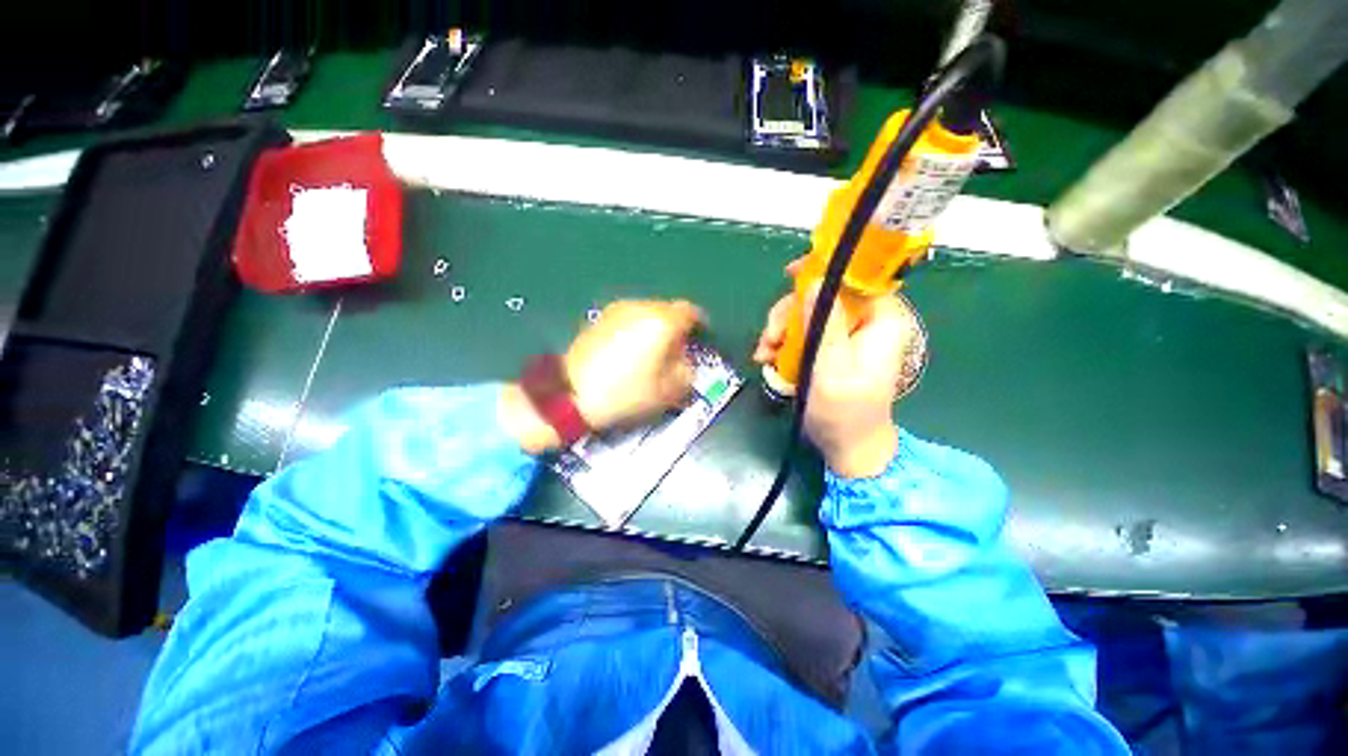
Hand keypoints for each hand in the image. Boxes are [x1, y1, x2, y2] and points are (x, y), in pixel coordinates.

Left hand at [501, 299, 703, 452]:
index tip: (701, 338)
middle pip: (667, 310)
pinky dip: (635, 330)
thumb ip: (687, 373)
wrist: (571, 393)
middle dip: (676, 328)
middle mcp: (640, 307)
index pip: (690, 312)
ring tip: (652, 353)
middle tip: (676, 351)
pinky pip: (628, 319)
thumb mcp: (667, 391)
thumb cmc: (626, 392)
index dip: (699, 324)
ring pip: (646, 313)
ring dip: (654, 328)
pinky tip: (629, 352)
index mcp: (661, 321)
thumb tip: (686, 362)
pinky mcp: (599, 318)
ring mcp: (617, 310)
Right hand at [753, 263, 917, 477]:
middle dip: (790, 313)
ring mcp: (845, 335)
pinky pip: (801, 331)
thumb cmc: (844, 412)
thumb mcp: (832, 368)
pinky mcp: (828, 347)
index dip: (824, 269)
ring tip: (764, 354)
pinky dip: (782, 343)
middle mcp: (865, 321)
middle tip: (770, 337)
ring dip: (780, 330)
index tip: (790, 275)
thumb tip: (814, 281)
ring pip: (807, 313)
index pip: (857, 277)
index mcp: (881, 320)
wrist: (846, 446)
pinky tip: (768, 359)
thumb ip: (825, 324)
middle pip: (823, 295)